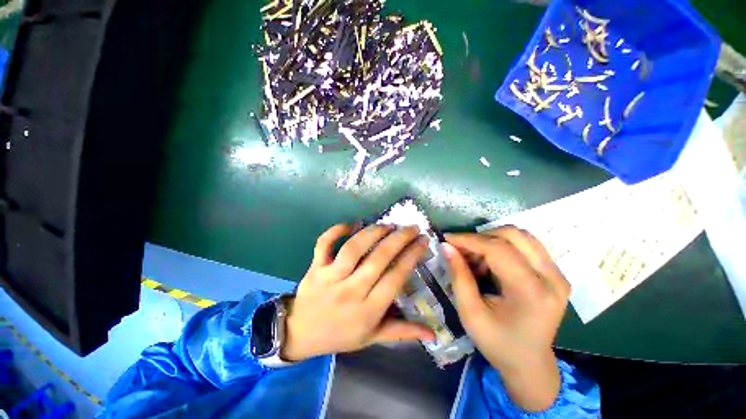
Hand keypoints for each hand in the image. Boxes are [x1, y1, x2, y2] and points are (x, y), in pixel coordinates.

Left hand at [281, 224, 434, 361]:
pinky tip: (352, 223)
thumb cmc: (340, 334)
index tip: (423, 241)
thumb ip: (402, 332)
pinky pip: (324, 243)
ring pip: (353, 248)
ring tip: (387, 225)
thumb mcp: (372, 337)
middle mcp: (351, 291)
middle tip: (412, 227)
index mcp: (368, 310)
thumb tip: (433, 333)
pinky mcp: (315, 267)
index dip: (412, 256)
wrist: (300, 333)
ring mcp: (330, 277)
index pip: (395, 277)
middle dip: (399, 239)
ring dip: (373, 232)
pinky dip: (336, 230)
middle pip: (378, 259)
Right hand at [442, 227, 569, 411]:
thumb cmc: (497, 343)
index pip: (498, 249)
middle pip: (513, 235)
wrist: (530, 363)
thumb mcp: (470, 312)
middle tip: (461, 250)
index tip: (447, 239)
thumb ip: (458, 275)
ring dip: (491, 240)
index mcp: (532, 292)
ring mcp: (558, 274)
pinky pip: (526, 245)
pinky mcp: (555, 273)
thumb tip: (446, 246)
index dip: (469, 240)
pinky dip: (502, 246)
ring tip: (475, 257)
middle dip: (480, 237)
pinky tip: (489, 262)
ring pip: (520, 236)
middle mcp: (552, 278)